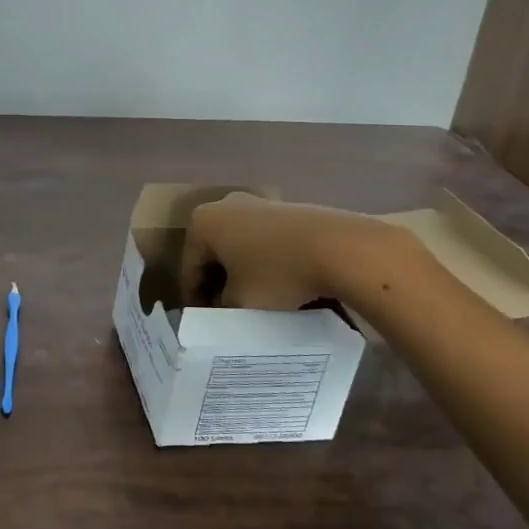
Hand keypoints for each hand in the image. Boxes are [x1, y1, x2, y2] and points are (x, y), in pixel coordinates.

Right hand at [182, 192, 384, 308]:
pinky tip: (279, 285)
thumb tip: (225, 304)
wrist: (338, 247)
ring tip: (254, 302)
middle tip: (226, 314)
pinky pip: (264, 241)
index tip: (204, 324)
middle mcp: (225, 205)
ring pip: (240, 246)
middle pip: (213, 253)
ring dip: (242, 272)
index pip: (189, 267)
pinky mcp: (285, 209)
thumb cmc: (277, 273)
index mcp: (203, 223)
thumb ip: (222, 305)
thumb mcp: (239, 301)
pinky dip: (264, 262)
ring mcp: (257, 204)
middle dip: (218, 283)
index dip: (195, 300)